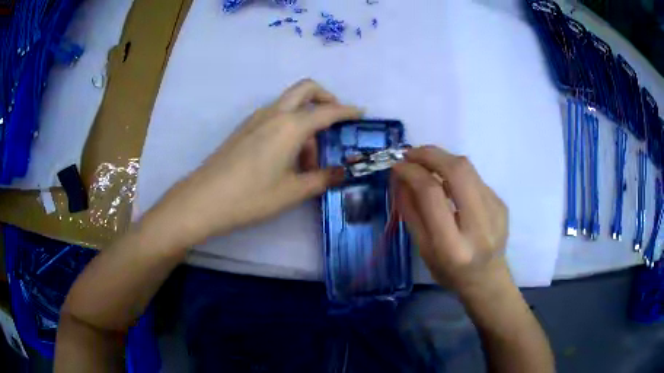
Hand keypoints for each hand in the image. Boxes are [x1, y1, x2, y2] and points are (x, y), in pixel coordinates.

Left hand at [146, 79, 362, 246]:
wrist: (205, 199)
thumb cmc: (252, 196)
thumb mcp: (293, 191)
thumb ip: (322, 179)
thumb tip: (343, 173)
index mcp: (291, 126)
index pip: (327, 111)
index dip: (347, 111)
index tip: (361, 113)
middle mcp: (274, 113)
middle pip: (305, 89)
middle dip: (325, 98)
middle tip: (335, 121)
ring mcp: (256, 118)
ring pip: (289, 104)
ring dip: (305, 119)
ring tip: (308, 158)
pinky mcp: (245, 128)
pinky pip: (274, 116)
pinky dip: (289, 125)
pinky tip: (286, 156)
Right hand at [391, 146, 509, 294]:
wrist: (487, 279)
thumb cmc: (450, 272)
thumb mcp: (423, 249)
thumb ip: (411, 212)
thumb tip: (400, 177)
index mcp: (453, 245)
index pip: (432, 194)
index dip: (412, 172)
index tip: (398, 165)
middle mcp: (479, 225)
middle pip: (457, 171)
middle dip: (430, 154)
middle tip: (411, 153)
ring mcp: (495, 211)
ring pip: (468, 168)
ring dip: (442, 158)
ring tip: (425, 162)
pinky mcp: (501, 203)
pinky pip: (474, 177)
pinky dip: (455, 172)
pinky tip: (447, 182)